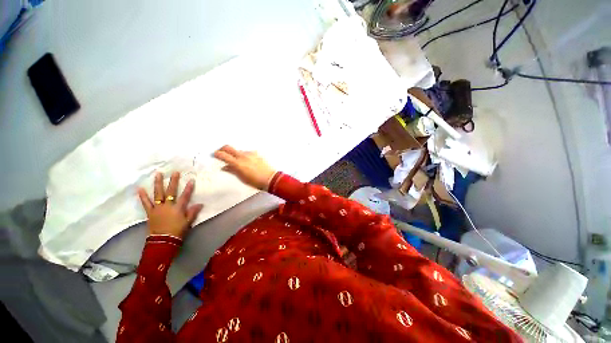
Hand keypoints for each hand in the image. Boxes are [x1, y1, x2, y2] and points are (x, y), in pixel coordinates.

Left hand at [137, 172, 203, 238]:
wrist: (162, 241)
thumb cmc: (177, 231)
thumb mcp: (188, 222)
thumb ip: (193, 212)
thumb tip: (200, 204)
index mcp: (178, 208)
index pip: (185, 196)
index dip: (189, 188)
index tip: (191, 180)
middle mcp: (168, 205)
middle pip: (171, 191)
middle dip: (173, 181)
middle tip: (175, 172)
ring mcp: (158, 208)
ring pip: (158, 194)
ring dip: (158, 184)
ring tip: (158, 174)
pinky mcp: (150, 212)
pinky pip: (146, 203)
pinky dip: (143, 196)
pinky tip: (140, 189)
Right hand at [214, 145, 275, 189]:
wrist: (270, 178)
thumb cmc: (255, 181)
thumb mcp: (242, 178)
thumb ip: (232, 171)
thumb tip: (224, 167)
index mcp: (238, 163)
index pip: (223, 155)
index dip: (217, 154)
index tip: (214, 155)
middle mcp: (243, 156)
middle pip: (229, 147)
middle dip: (223, 149)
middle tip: (221, 153)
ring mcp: (250, 154)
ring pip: (238, 151)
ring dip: (235, 154)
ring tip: (237, 162)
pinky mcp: (256, 154)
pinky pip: (247, 153)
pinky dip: (244, 156)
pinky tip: (247, 162)